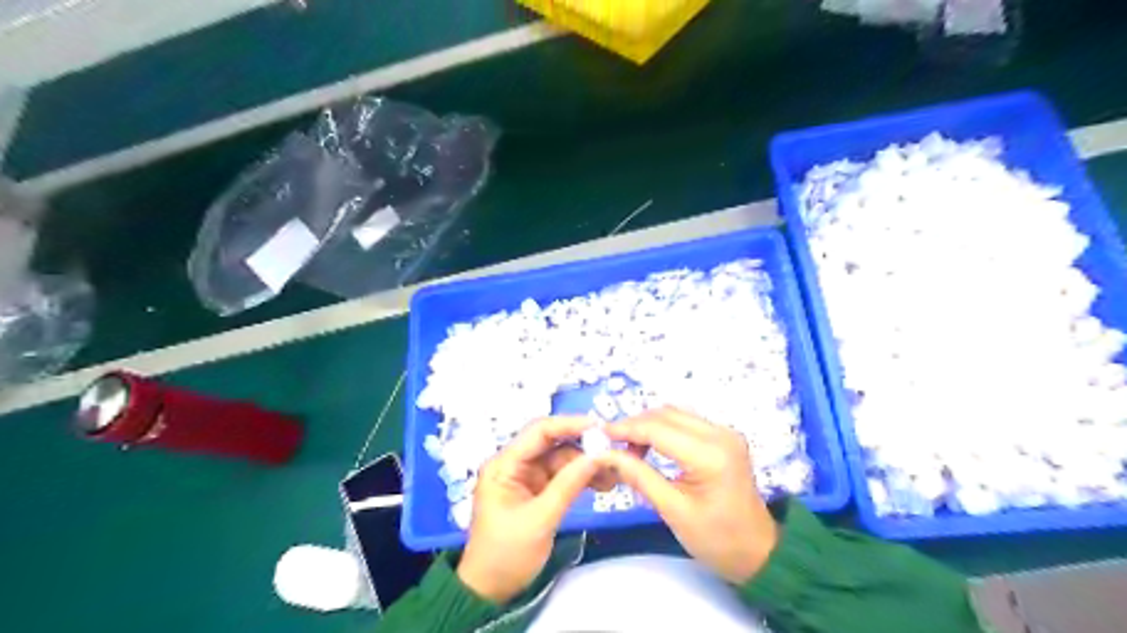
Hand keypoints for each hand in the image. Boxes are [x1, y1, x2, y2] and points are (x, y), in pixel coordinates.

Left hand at [454, 415, 606, 603]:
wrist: (490, 592)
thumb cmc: (507, 555)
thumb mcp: (540, 520)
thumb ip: (568, 484)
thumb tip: (598, 455)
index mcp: (504, 464)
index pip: (539, 432)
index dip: (570, 424)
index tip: (601, 427)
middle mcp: (515, 464)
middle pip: (553, 443)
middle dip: (583, 446)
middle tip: (614, 452)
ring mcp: (527, 477)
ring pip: (562, 459)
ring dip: (587, 464)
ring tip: (614, 475)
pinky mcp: (538, 490)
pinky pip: (564, 476)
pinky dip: (582, 478)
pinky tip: (604, 484)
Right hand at [599, 407, 776, 584]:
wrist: (759, 552)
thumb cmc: (717, 539)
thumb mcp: (673, 511)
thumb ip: (639, 477)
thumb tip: (606, 454)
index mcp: (710, 455)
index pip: (658, 429)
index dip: (626, 429)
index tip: (599, 434)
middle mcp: (720, 434)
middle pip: (666, 414)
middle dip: (635, 425)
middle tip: (611, 445)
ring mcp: (725, 432)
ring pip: (675, 414)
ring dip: (648, 425)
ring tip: (628, 448)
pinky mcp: (724, 436)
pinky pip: (685, 422)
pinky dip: (663, 429)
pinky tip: (650, 447)